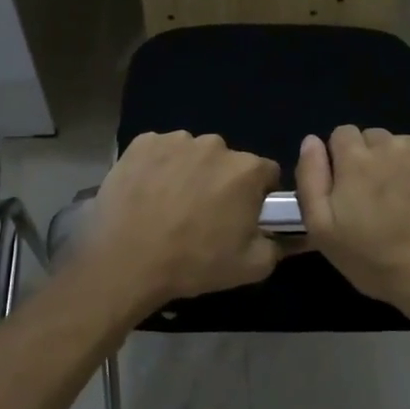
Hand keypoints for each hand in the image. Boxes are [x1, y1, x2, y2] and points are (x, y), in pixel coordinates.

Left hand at [78, 132, 283, 318]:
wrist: (126, 262)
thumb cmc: (194, 263)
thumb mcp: (251, 267)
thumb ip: (277, 246)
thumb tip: (284, 236)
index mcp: (246, 169)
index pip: (266, 173)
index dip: (258, 195)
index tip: (242, 215)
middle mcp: (214, 145)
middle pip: (228, 161)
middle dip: (222, 181)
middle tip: (203, 214)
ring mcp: (175, 140)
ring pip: (192, 154)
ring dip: (189, 172)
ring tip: (170, 205)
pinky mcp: (141, 143)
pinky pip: (159, 151)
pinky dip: (158, 167)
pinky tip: (147, 193)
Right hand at [296, 126, 409, 317]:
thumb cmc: (377, 260)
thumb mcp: (323, 230)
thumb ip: (311, 178)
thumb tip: (311, 141)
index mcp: (356, 159)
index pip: (343, 134)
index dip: (344, 158)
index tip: (353, 186)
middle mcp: (392, 144)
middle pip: (376, 138)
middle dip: (375, 160)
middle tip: (384, 198)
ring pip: (409, 146)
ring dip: (406, 164)